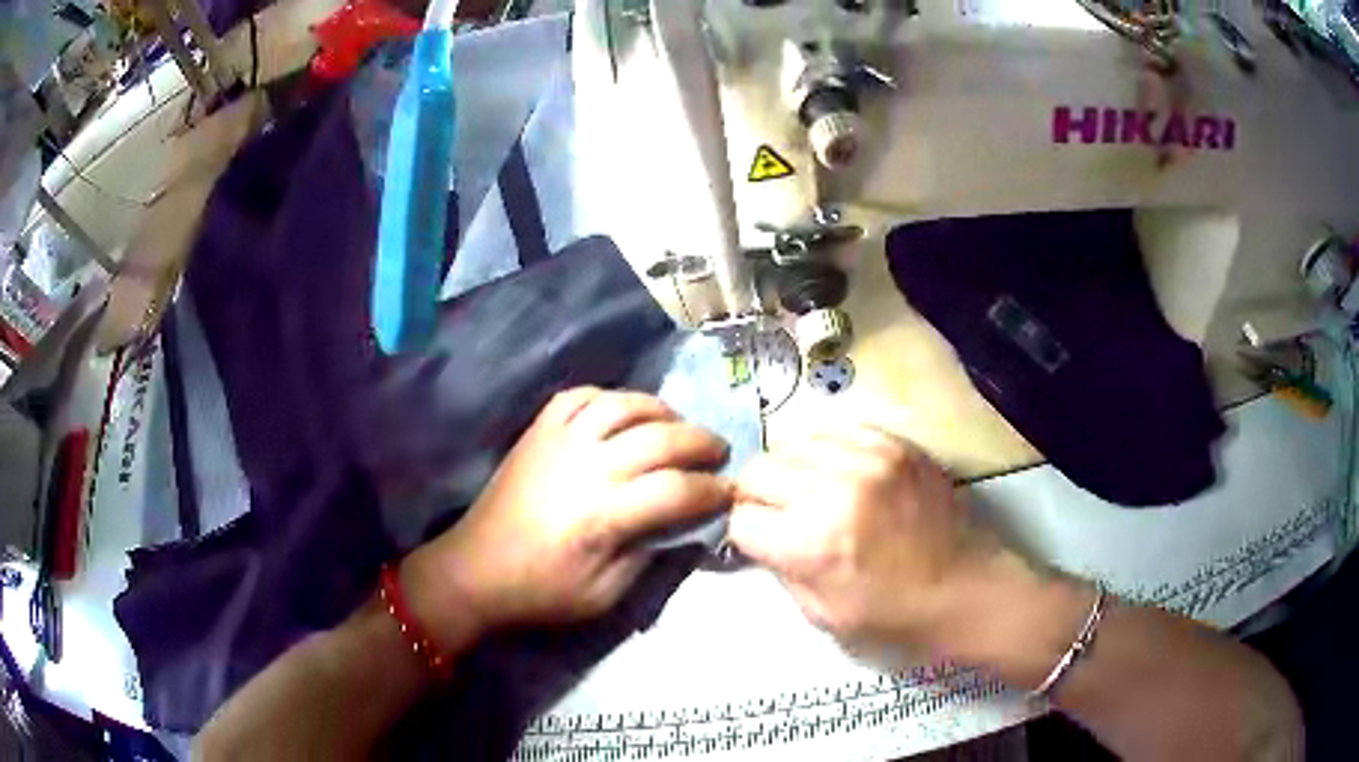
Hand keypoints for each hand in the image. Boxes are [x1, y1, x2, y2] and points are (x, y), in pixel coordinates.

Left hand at [404, 388, 730, 648]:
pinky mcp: (538, 431)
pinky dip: (610, 397)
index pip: (678, 489)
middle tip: (719, 452)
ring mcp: (559, 441)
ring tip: (678, 425)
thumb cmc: (542, 591)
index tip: (731, 491)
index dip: (714, 489)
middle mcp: (587, 466)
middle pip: (661, 437)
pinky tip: (624, 413)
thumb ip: (650, 556)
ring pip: (624, 405)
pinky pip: (580, 396)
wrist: (475, 570)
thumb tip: (684, 524)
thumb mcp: (605, 595)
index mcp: (605, 514)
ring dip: (661, 410)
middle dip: (701, 442)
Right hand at [728, 423, 1010, 649]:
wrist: (966, 588)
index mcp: (813, 544)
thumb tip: (756, 536)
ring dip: (788, 469)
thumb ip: (781, 569)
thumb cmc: (894, 615)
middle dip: (756, 496)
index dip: (743, 532)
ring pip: (791, 443)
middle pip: (757, 472)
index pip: (741, 519)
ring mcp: (869, 459)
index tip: (758, 539)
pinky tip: (837, 471)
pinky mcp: (895, 444)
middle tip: (776, 513)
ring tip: (806, 489)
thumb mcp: (822, 614)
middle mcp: (834, 491)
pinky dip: (824, 451)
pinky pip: (835, 430)